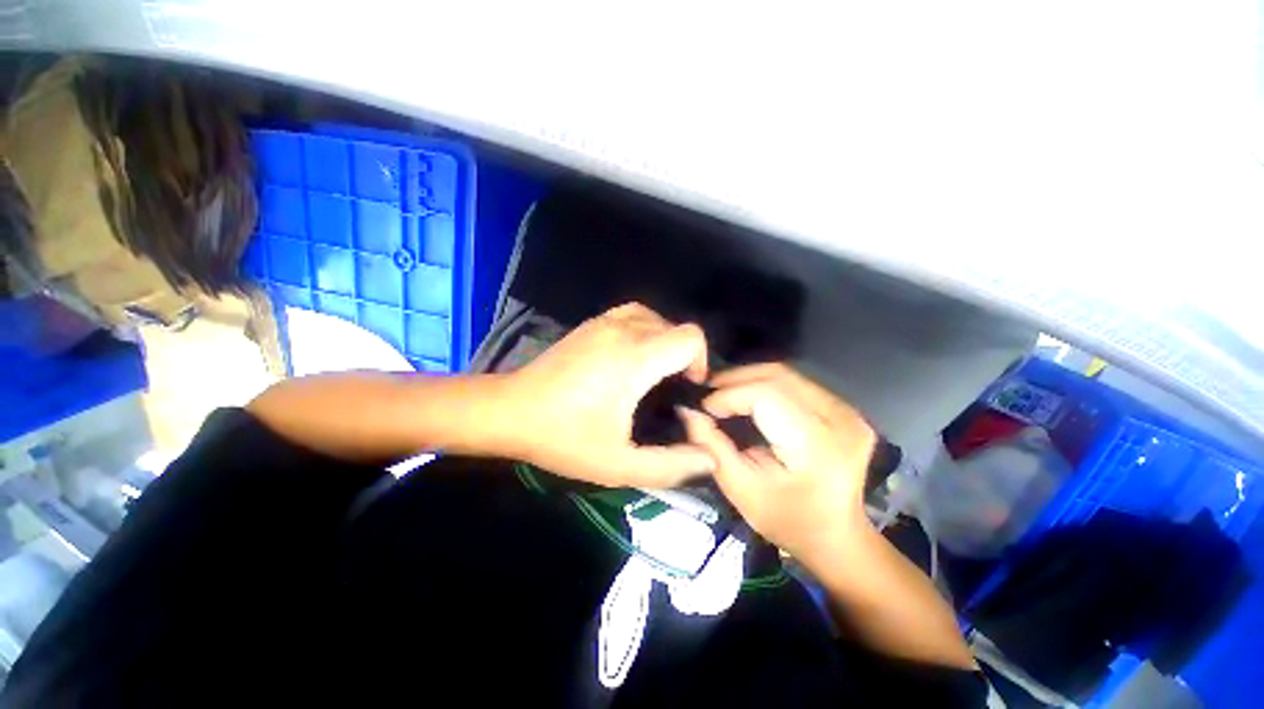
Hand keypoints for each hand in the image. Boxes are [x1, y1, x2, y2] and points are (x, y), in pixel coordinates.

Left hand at [500, 302, 714, 487]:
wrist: (510, 412)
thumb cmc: (564, 437)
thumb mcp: (619, 464)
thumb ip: (670, 465)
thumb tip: (710, 459)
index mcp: (634, 357)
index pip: (690, 338)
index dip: (699, 362)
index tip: (686, 389)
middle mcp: (622, 329)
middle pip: (675, 327)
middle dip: (683, 356)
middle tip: (669, 389)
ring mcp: (604, 322)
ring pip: (655, 317)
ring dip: (664, 341)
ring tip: (653, 371)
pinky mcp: (590, 323)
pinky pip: (632, 315)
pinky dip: (645, 330)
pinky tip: (632, 356)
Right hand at [680, 363, 876, 560]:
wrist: (837, 535)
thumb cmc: (787, 520)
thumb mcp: (741, 490)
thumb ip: (711, 446)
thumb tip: (687, 410)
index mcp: (817, 446)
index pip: (766, 396)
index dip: (729, 395)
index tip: (704, 407)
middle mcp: (840, 420)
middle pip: (778, 377)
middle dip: (735, 379)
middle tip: (707, 391)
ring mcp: (847, 411)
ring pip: (786, 374)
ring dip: (748, 378)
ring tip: (722, 391)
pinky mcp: (844, 408)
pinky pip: (795, 383)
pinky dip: (764, 383)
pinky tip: (746, 395)